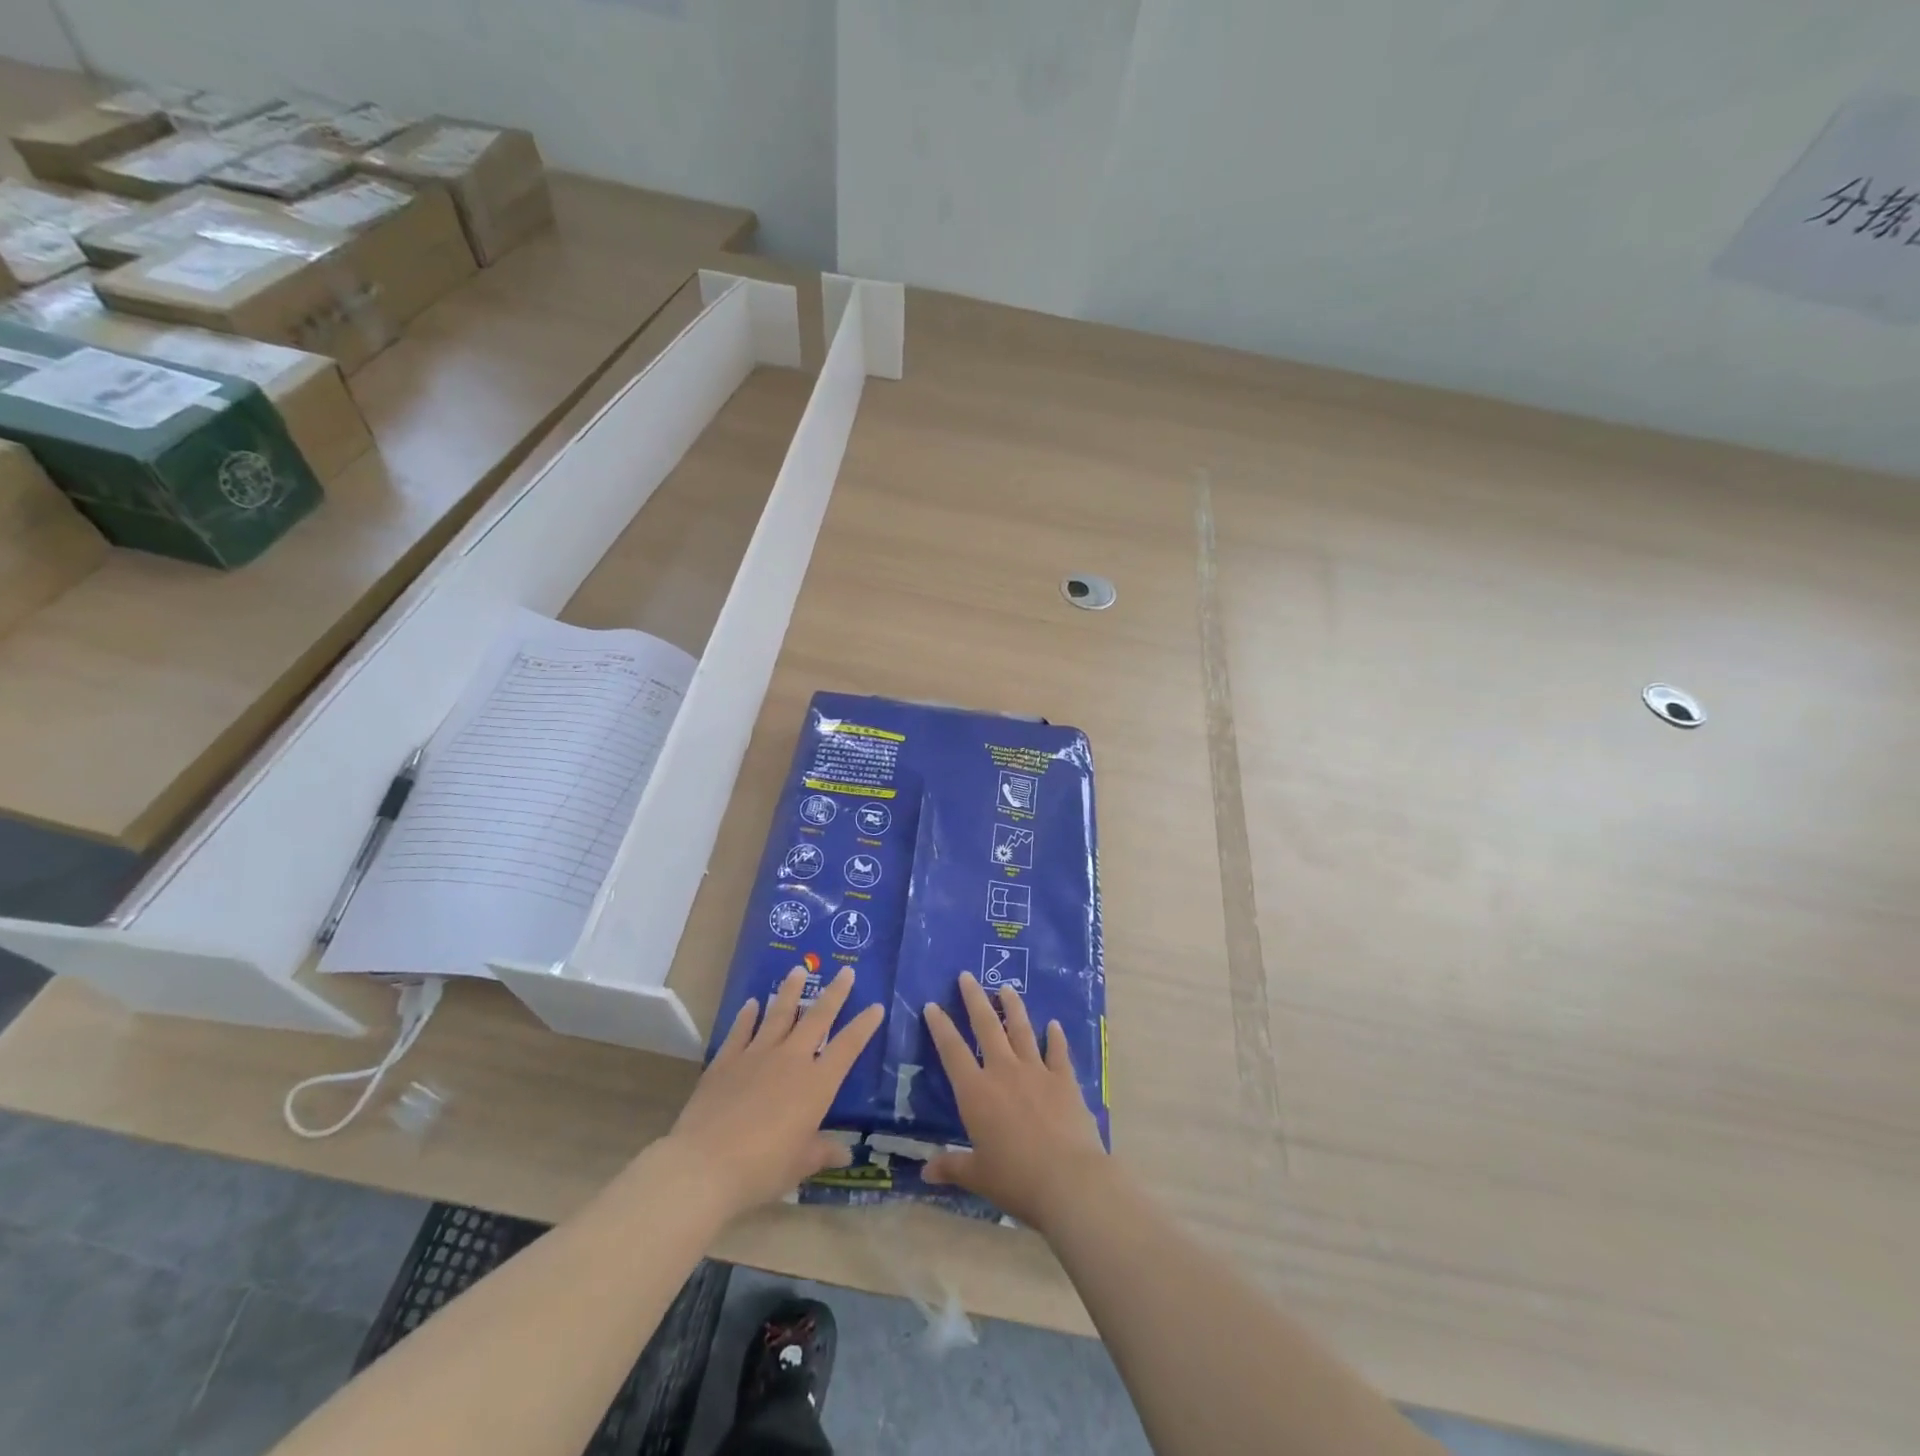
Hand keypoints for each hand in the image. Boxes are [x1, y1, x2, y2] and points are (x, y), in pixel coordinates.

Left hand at [662, 965, 883, 1219]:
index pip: (848, 1046)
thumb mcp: (799, 1165)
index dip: (864, 1026)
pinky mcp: (726, 1061)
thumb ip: (822, 1153)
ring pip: (779, 1014)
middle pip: (817, 1018)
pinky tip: (751, 1004)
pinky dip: (747, 1016)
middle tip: (845, 970)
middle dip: (834, 993)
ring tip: (798, 969)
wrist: (705, 1165)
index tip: (876, 1006)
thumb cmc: (762, 1168)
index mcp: (817, 1084)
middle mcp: (791, 1060)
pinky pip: (741, 1031)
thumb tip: (845, 1154)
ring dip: (790, 991)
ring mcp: (757, 1055)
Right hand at [921, 972, 1107, 1231]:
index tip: (931, 1004)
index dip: (940, 1026)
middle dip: (974, 999)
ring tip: (1006, 987)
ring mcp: (1036, 1071)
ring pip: (1021, 1029)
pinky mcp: (1064, 1079)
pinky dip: (1055, 1037)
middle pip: (986, 1027)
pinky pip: (1057, 1051)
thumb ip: (951, 1167)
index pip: (952, 1051)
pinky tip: (1054, 1024)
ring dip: (1012, 1007)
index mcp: (976, 1093)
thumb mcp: (978, 1175)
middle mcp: (1004, 1071)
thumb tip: (924, 1172)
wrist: (1069, 1180)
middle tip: (967, 976)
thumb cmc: (1016, 1179)